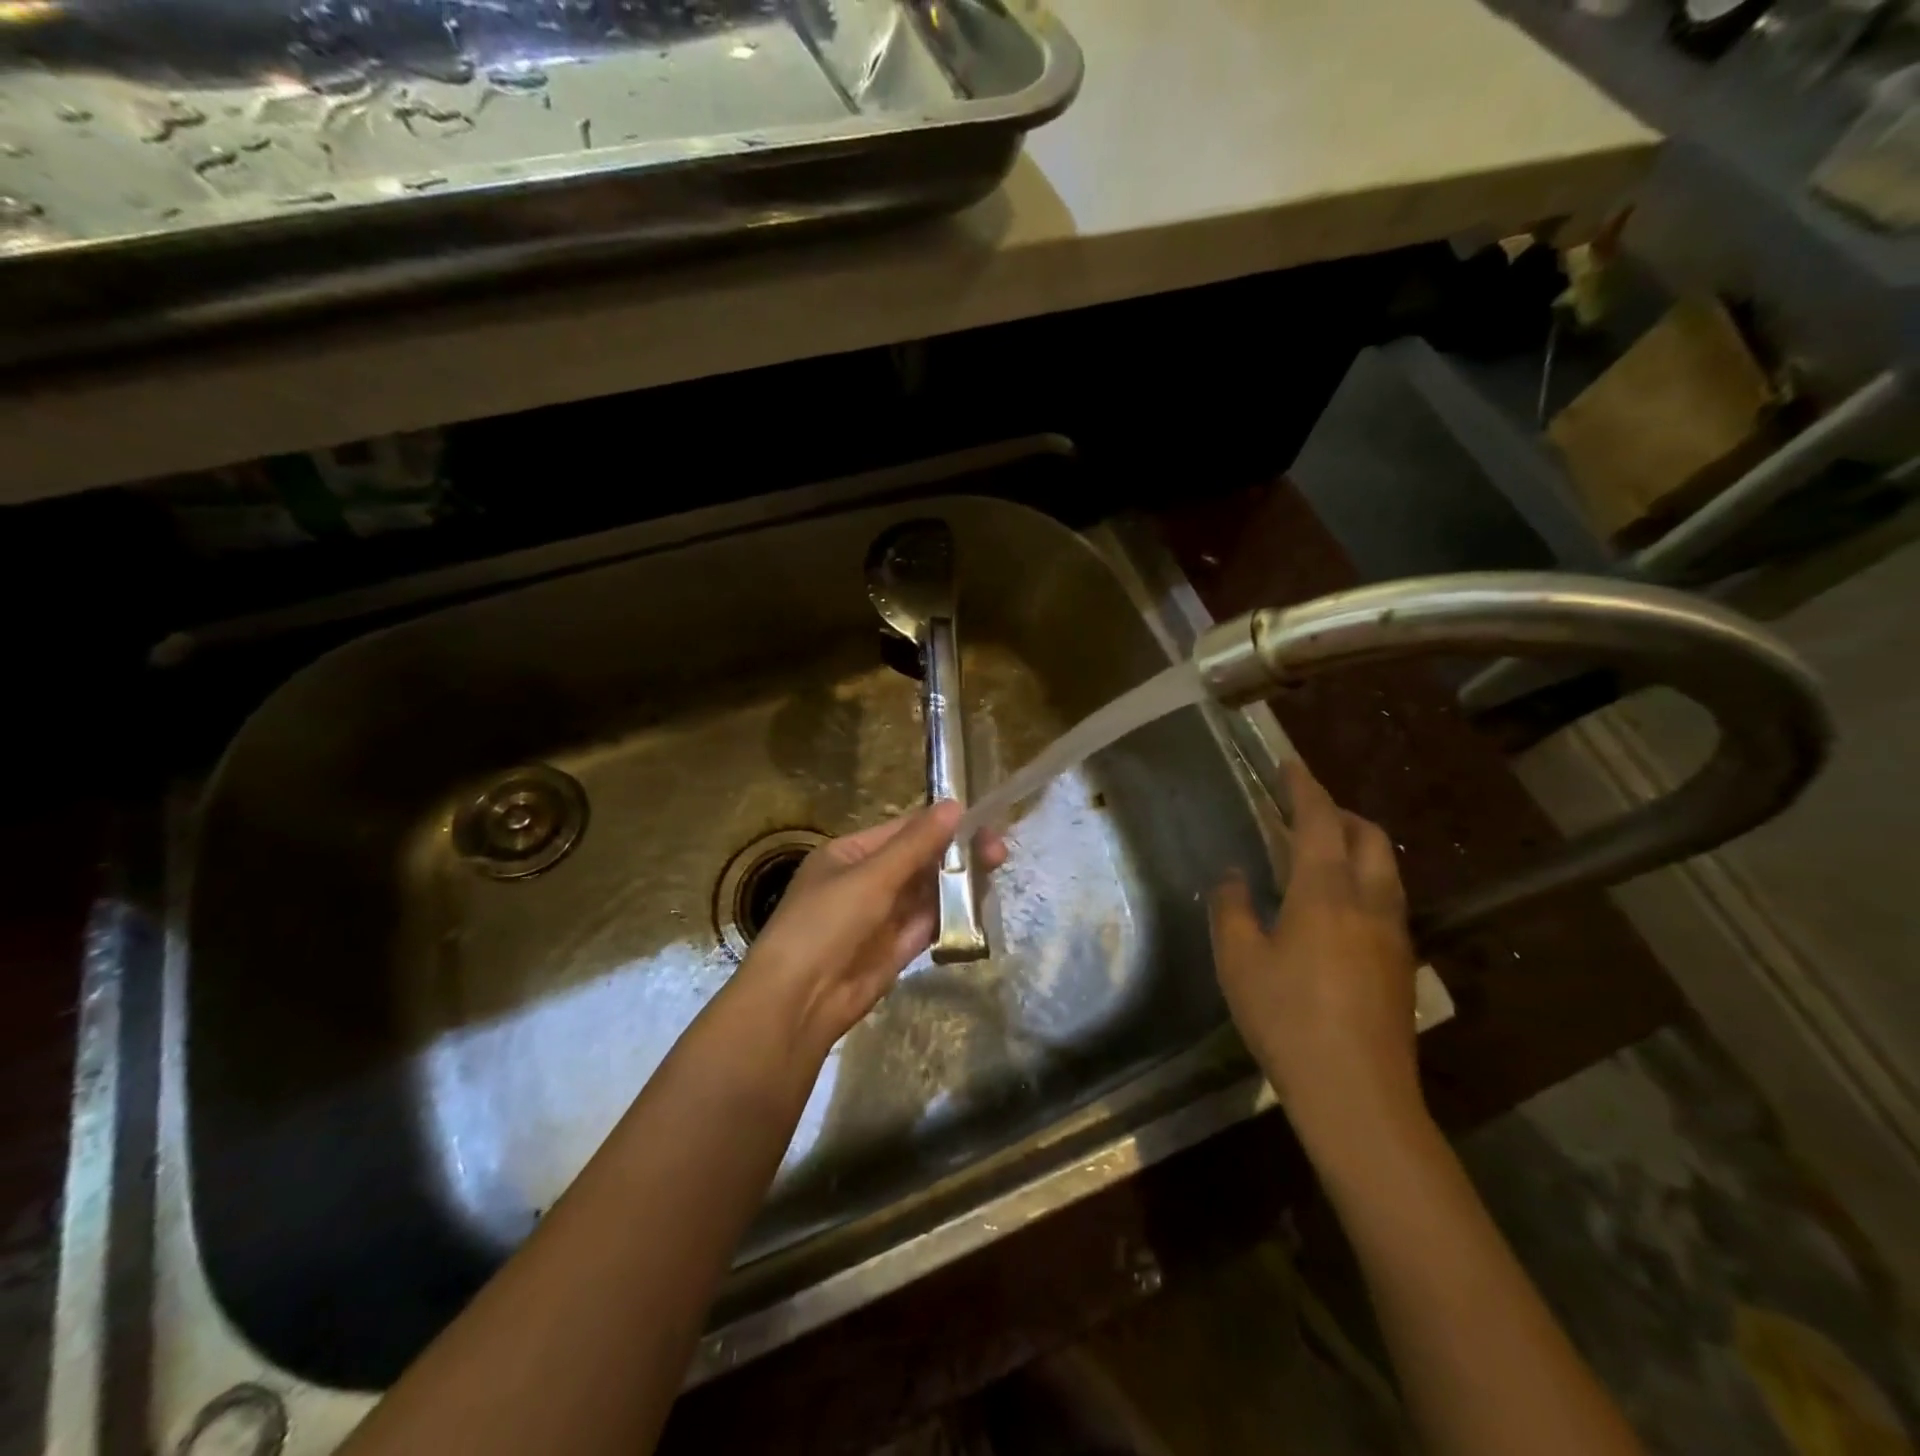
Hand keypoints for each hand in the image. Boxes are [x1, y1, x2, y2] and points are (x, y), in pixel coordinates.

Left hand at [737, 801, 1007, 1057]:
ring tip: (996, 870)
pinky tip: (981, 902)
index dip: (940, 824)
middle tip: (998, 850)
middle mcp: (867, 880)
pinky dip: (954, 913)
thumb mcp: (871, 877)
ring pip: (928, 891)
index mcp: (850, 854)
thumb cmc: (826, 924)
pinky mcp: (896, 947)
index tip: (981, 820)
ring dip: (959, 881)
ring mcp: (882, 915)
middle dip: (956, 853)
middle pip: (920, 860)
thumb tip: (954, 805)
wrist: (798, 1002)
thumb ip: (916, 845)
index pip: (902, 831)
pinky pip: (930, 921)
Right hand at [1210, 759, 1423, 1150]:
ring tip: (1319, 854)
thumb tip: (1234, 877)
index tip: (1289, 764)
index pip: (1319, 820)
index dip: (1304, 787)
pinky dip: (1363, 880)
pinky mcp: (1402, 965)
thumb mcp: (1239, 961)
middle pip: (1369, 837)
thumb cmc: (1287, 1018)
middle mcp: (1369, 901)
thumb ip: (1232, 908)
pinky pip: (1385, 899)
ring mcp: (1394, 934)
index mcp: (1326, 892)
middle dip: (1339, 813)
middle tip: (1303, 811)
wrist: (1357, 1094)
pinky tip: (1335, 909)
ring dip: (1356, 846)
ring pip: (1385, 868)